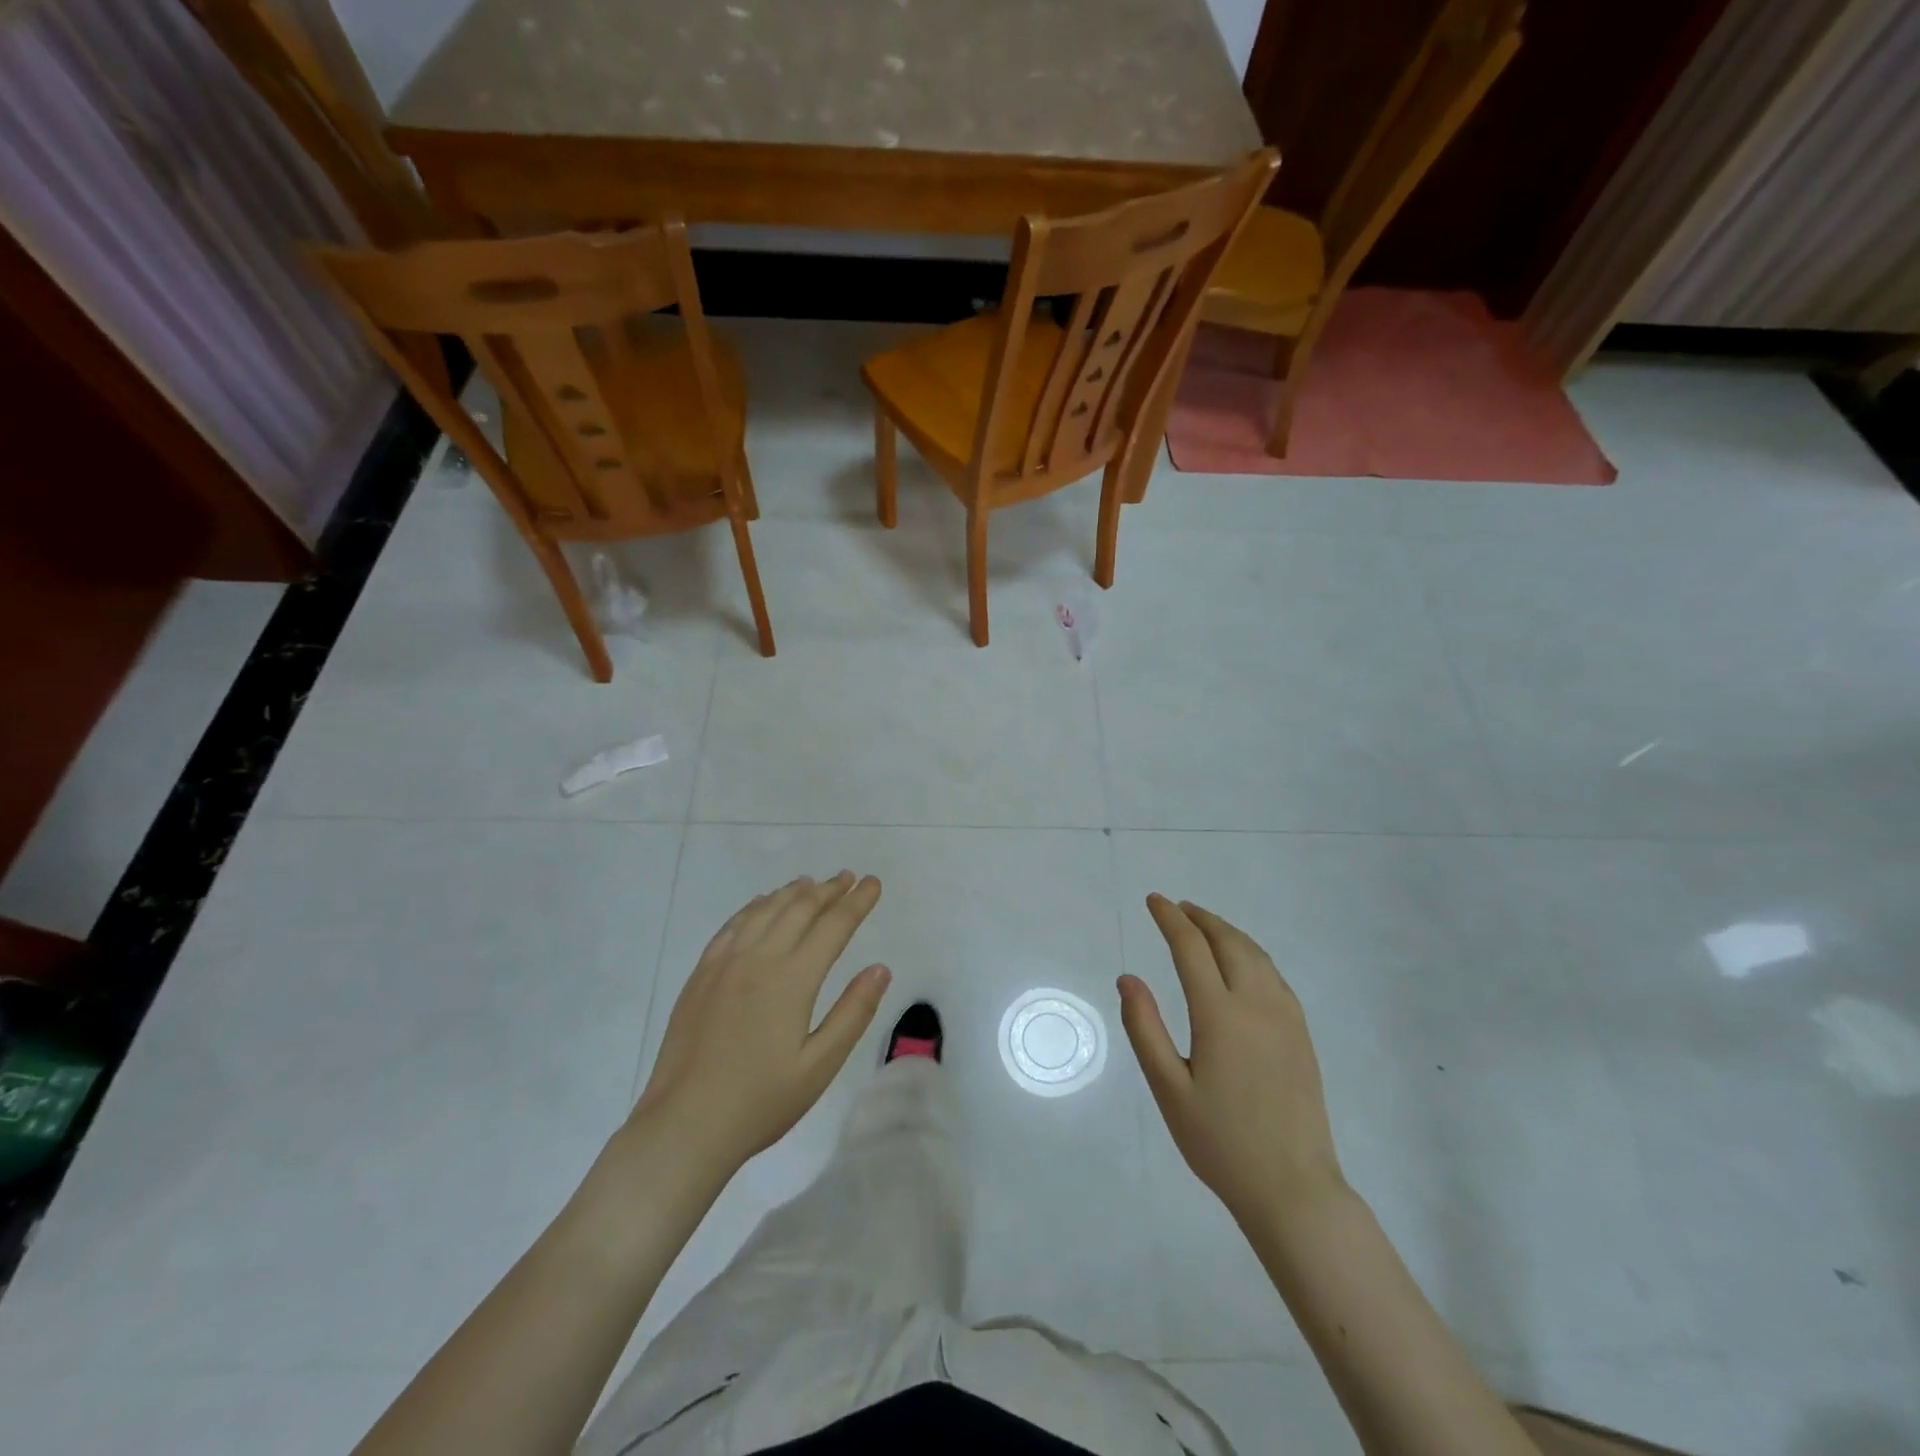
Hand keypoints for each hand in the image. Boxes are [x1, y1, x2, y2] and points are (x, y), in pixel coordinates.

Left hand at [634, 872, 890, 1174]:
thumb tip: (880, 968)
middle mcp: (759, 959)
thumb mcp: (820, 1065)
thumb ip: (853, 1013)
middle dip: (829, 890)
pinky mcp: (701, 975)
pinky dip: (754, 907)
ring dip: (793, 892)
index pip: (833, 926)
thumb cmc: (760, 1101)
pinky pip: (732, 926)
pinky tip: (762, 904)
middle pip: (799, 909)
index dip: (857, 902)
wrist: (685, 1125)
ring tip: (812, 883)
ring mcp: (725, 964)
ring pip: (765, 911)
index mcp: (792, 979)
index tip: (874, 883)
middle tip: (849, 878)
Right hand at [1119, 895, 1344, 1222]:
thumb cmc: (1220, 1142)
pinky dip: (1250, 953)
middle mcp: (1256, 1004)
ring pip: (1256, 954)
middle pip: (1228, 942)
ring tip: (1204, 925)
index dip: (1170, 919)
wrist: (1294, 1189)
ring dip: (1227, 932)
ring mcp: (1285, 1017)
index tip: (1154, 900)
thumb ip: (1144, 1028)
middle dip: (1200, 918)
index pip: (1191, 948)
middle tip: (1177, 908)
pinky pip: (1273, 974)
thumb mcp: (1168, 1089)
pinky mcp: (1301, 1033)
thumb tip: (1127, 978)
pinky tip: (1240, 963)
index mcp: (1220, 1015)